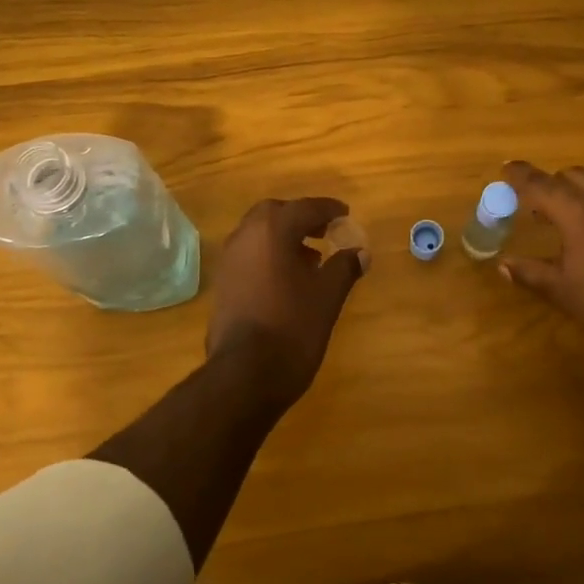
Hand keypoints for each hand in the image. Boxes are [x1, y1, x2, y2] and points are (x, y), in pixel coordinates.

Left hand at [206, 197, 367, 408]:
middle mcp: (245, 236)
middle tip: (324, 231)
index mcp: (272, 230)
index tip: (345, 215)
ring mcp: (229, 260)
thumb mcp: (328, 296)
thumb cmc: (293, 327)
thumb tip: (360, 253)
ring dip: (283, 237)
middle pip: (275, 213)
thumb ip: (344, 267)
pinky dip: (269, 256)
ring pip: (258, 234)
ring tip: (311, 258)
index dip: (328, 210)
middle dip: (300, 218)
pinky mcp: (222, 283)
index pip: (305, 208)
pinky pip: (249, 255)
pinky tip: (288, 280)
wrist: (245, 374)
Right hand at [498, 160, 583, 376]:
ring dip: (578, 194)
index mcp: (581, 214)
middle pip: (573, 176)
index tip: (505, 168)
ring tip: (564, 220)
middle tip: (535, 205)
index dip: (520, 175)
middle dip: (551, 184)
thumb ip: (531, 273)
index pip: (542, 184)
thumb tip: (504, 265)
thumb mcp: (565, 293)